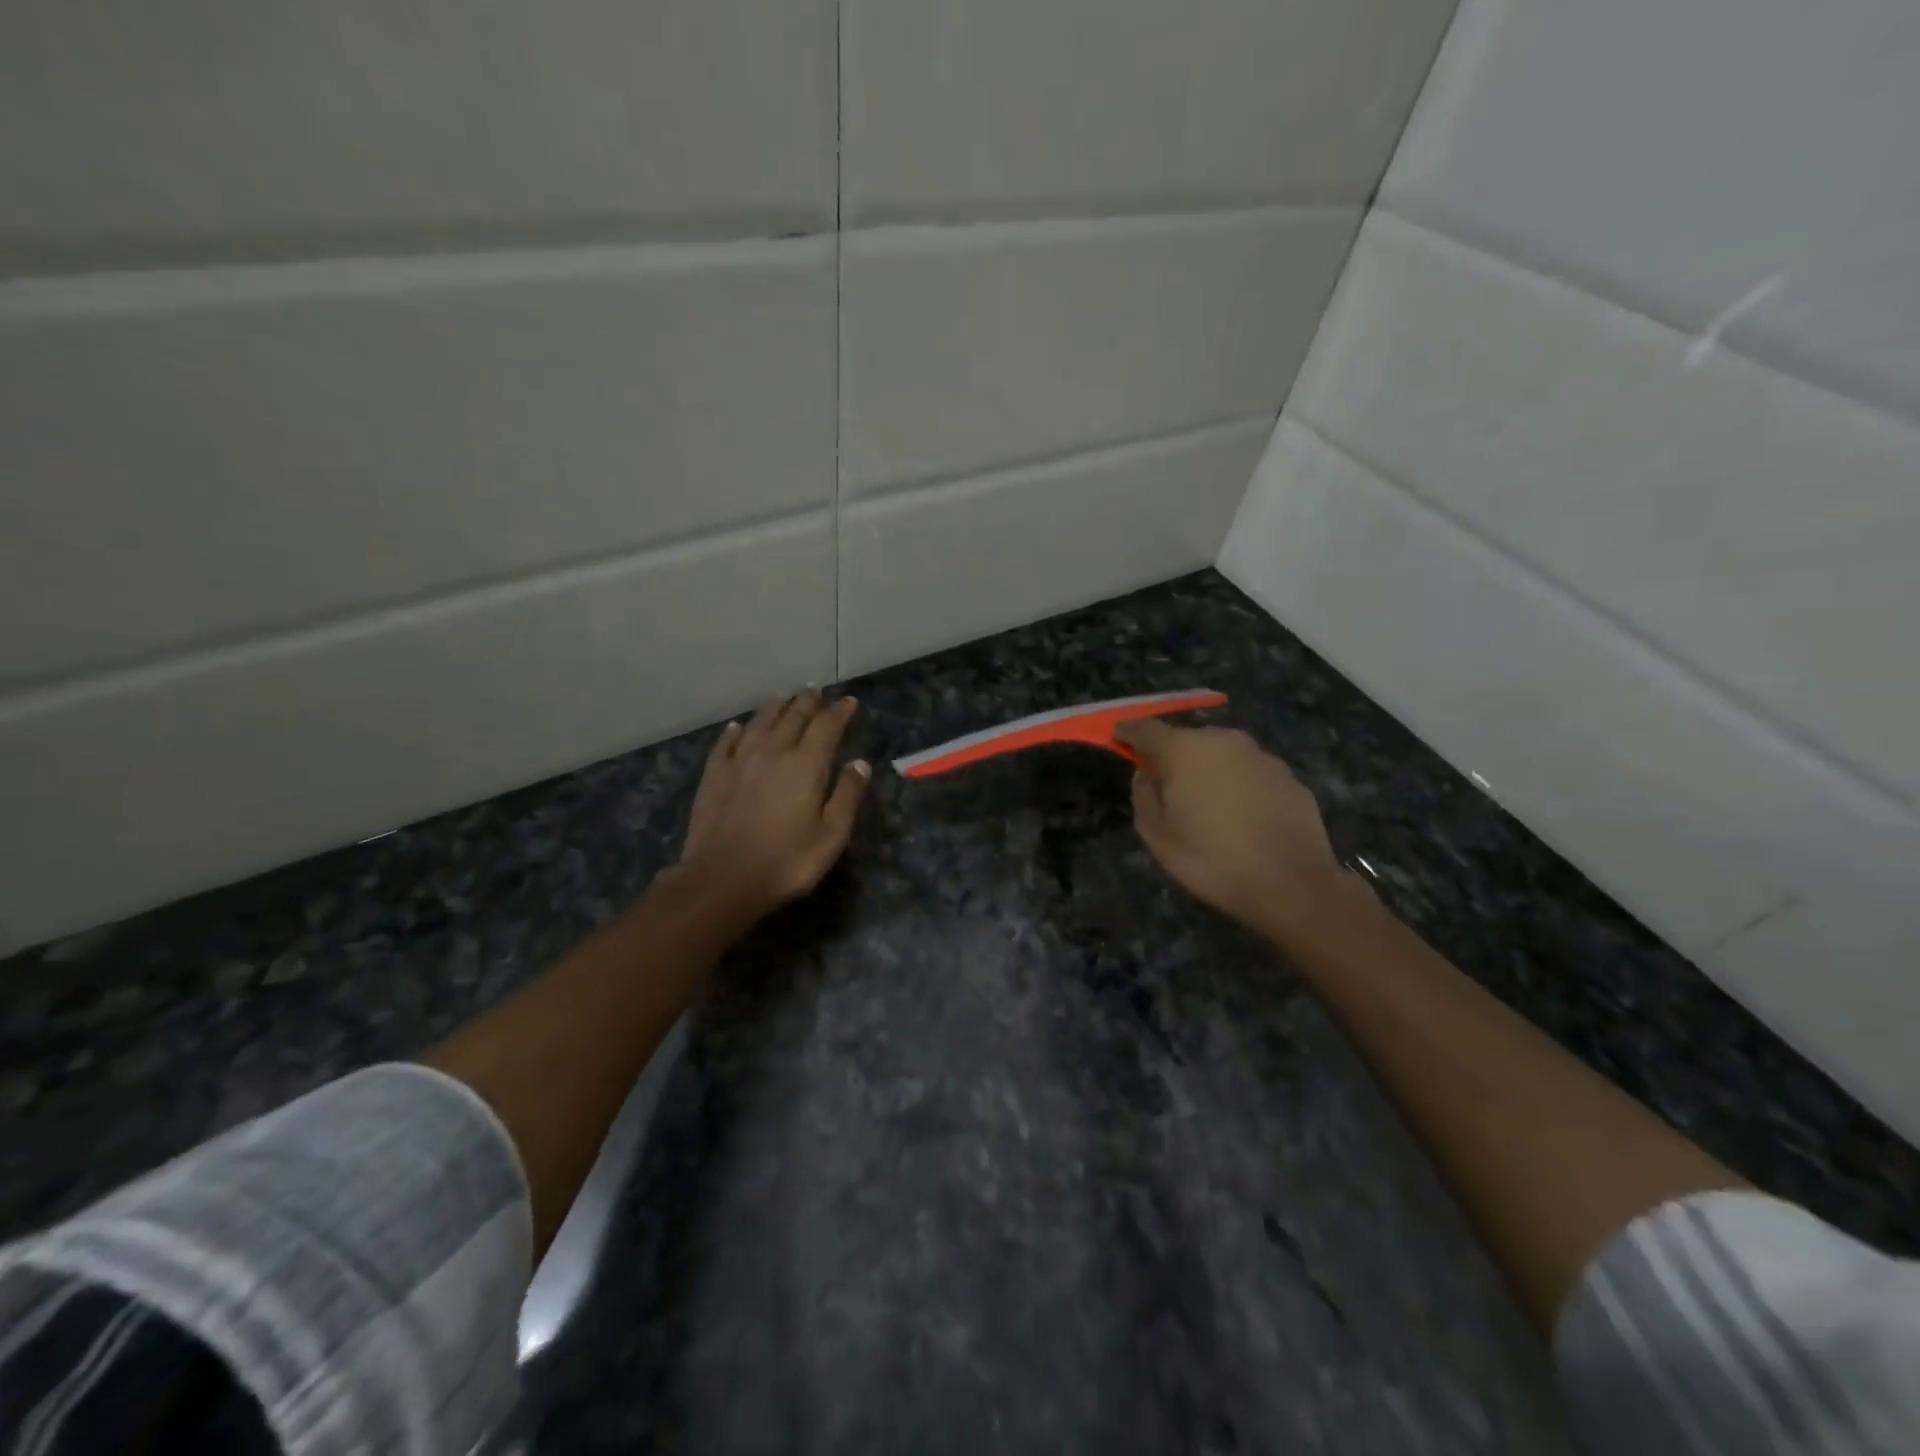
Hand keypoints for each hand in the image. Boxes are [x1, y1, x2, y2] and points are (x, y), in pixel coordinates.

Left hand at [676, 690, 870, 919]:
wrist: (722, 879)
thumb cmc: (786, 861)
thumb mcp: (831, 835)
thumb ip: (847, 796)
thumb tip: (860, 763)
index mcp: (806, 764)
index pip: (827, 726)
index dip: (840, 712)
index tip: (849, 702)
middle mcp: (773, 751)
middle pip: (793, 716)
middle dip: (807, 702)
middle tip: (815, 691)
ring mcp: (740, 760)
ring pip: (760, 722)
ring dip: (775, 707)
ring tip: (783, 698)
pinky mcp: (714, 774)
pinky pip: (727, 742)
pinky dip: (737, 730)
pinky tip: (738, 727)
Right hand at [1115, 719, 1365, 940]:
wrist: (1292, 884)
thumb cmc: (1212, 859)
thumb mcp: (1158, 836)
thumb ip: (1144, 796)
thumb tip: (1147, 774)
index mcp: (1184, 750)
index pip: (1145, 728)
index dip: (1128, 733)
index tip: (1119, 739)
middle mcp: (1223, 741)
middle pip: (1187, 740)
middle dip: (1174, 758)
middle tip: (1169, 789)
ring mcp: (1260, 756)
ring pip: (1222, 756)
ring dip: (1210, 772)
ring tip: (1210, 809)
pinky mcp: (1289, 776)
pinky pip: (1251, 774)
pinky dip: (1240, 787)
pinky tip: (1243, 819)